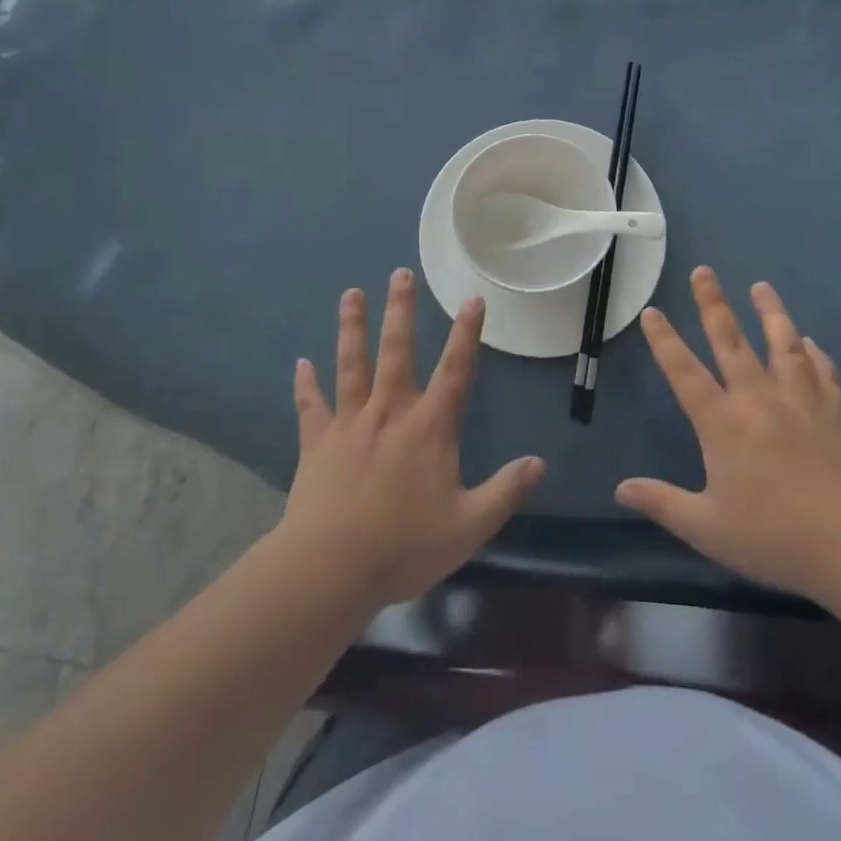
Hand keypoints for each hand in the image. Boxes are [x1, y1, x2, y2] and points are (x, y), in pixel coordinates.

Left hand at [277, 269, 546, 611]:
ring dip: (351, 327)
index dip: (467, 334)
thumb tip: (539, 463)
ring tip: (351, 293)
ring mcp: (350, 423)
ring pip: (351, 364)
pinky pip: (311, 406)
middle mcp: (390, 412)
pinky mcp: (317, 442)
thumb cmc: (404, 546)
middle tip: (399, 273)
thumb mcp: (469, 526)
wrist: (331, 568)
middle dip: (400, 310)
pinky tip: (301, 364)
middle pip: (396, 350)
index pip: (455, 370)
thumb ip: (505, 491)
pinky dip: (306, 384)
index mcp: (429, 427)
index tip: (473, 298)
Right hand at [616, 267, 840, 600]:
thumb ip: (662, 503)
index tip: (652, 311)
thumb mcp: (707, 528)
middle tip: (703, 271)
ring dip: (770, 312)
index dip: (664, 340)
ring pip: (783, 343)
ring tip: (762, 286)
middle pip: (731, 341)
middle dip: (713, 303)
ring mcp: (801, 401)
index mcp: (723, 423)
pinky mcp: (836, 411)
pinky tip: (811, 343)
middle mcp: (758, 399)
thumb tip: (620, 489)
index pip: (684, 371)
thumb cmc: (774, 537)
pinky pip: (823, 371)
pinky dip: (814, 353)